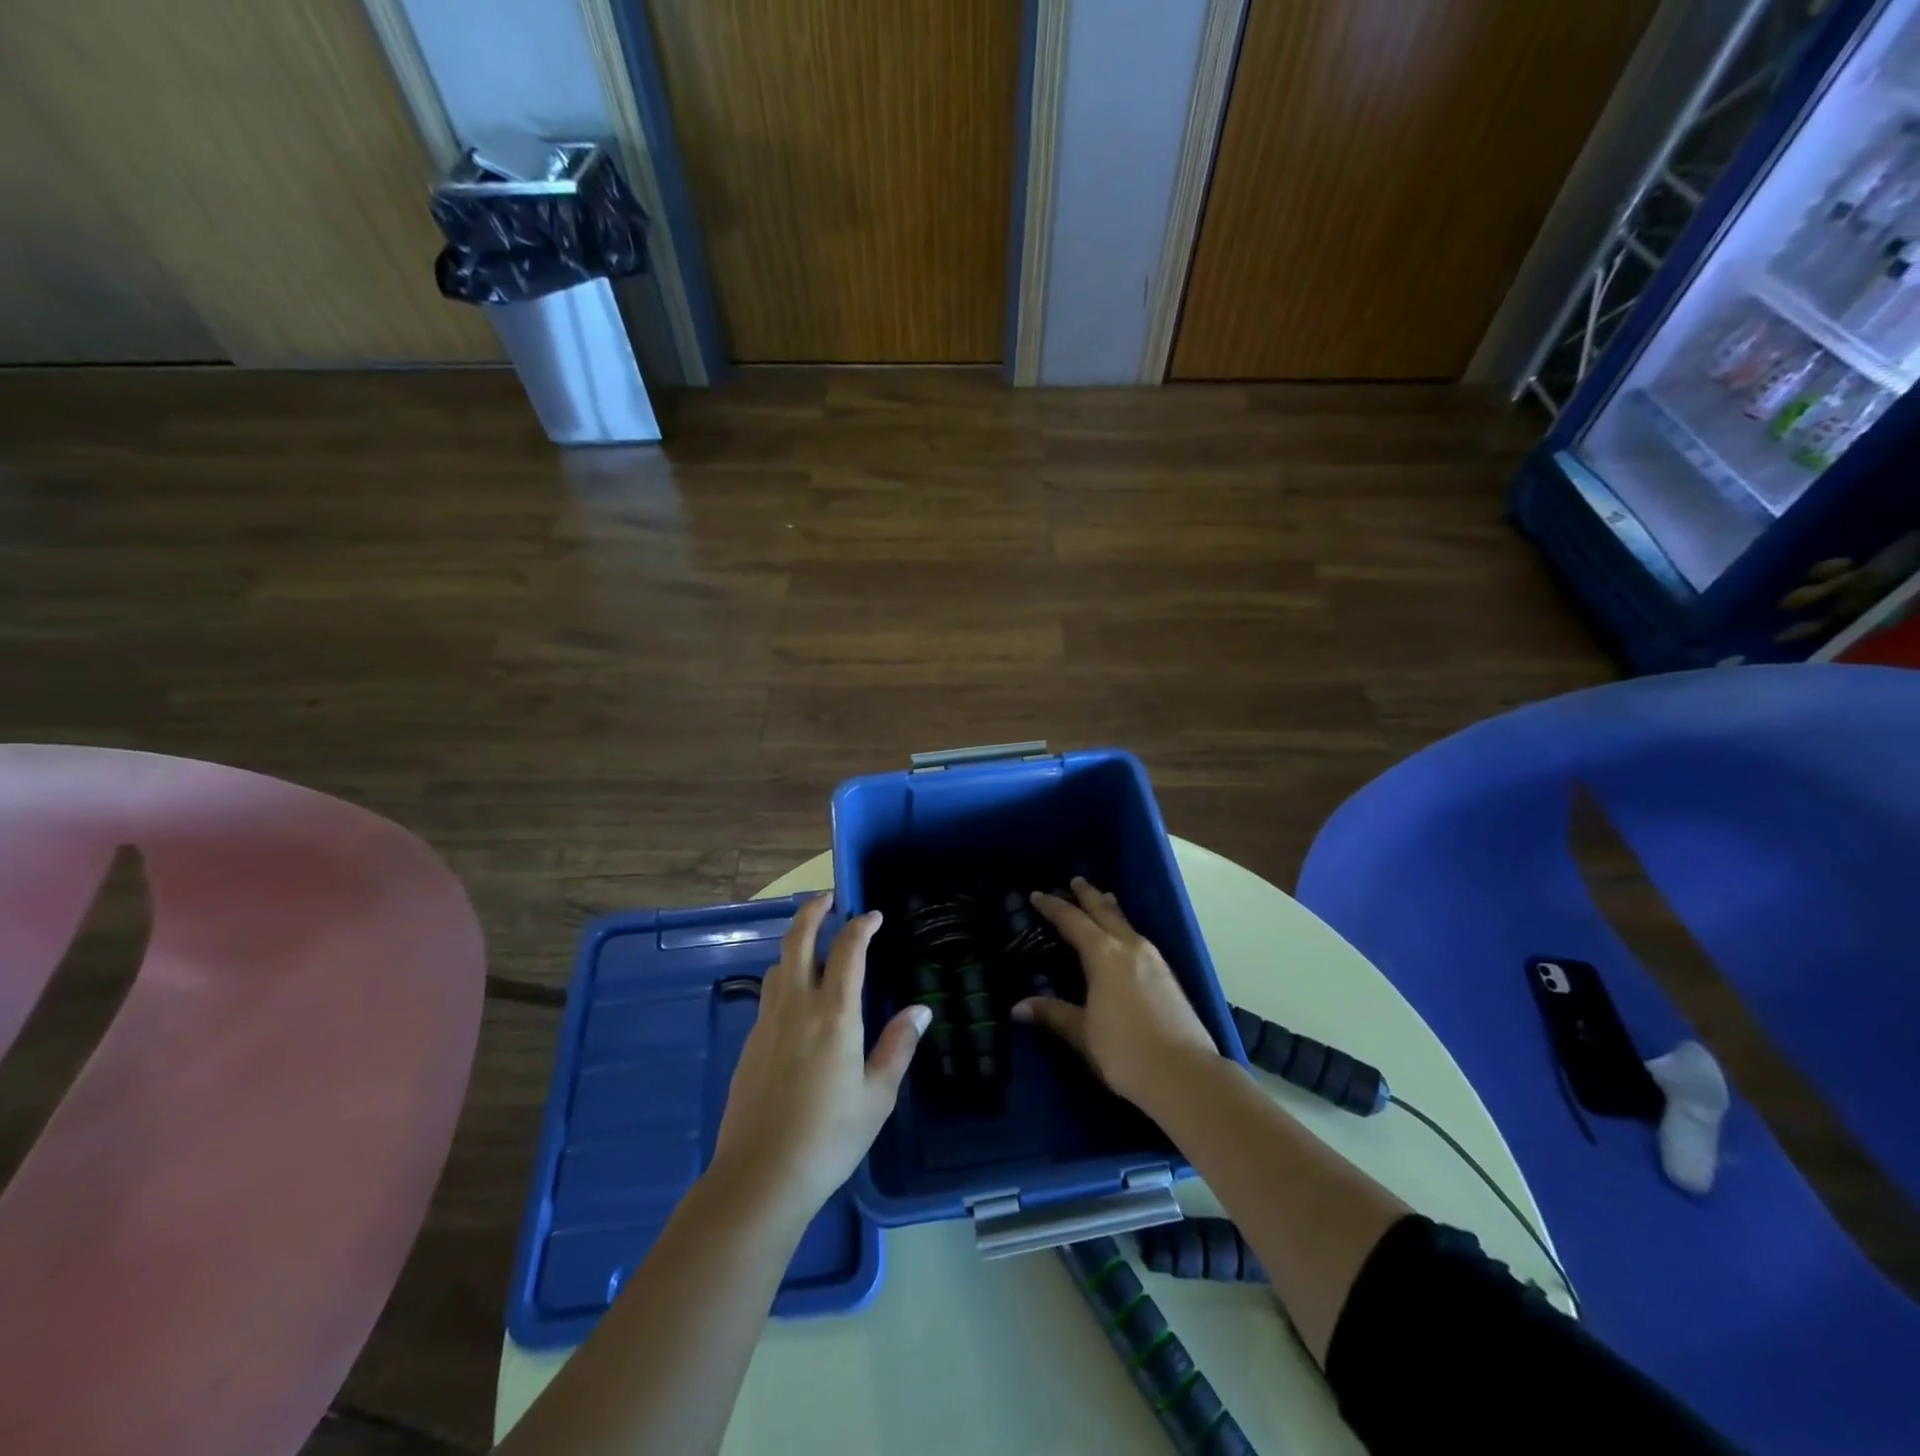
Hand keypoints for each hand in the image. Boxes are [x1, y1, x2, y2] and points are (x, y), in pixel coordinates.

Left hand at [711, 895, 928, 1225]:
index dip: (862, 926)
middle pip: (798, 940)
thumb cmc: (830, 1136)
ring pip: (779, 965)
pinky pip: (769, 994)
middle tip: (828, 899)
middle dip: (812, 911)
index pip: (848, 950)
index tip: (874, 916)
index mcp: (834, 1014)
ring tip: (814, 946)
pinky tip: (797, 1000)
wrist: (760, 1176)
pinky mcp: (750, 1044)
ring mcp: (768, 1023)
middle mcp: (797, 1006)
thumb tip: (921, 1009)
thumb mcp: (877, 1095)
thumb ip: (898, 1046)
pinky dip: (785, 978)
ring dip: (795, 944)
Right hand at [1013, 877, 1219, 1107]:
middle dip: (1088, 896)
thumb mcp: (1083, 1033)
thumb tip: (1018, 1007)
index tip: (1037, 895)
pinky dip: (1125, 928)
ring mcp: (1154, 960)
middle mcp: (1130, 947)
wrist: (1185, 1075)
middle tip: (1076, 881)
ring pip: (1126, 923)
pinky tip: (1127, 939)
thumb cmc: (1125, 1050)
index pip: (1073, 921)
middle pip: (1105, 912)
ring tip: (1104, 898)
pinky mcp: (1169, 976)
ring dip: (1111, 909)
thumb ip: (1053, 1014)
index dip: (1053, 907)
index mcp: (1104, 955)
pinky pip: (1139, 938)